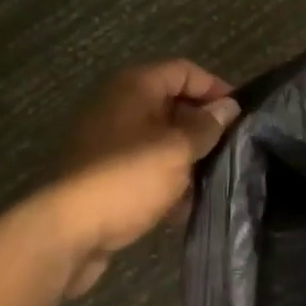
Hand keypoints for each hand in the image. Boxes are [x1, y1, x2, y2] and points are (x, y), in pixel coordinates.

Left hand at [45, 60, 239, 297]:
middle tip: (233, 148)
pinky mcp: (103, 175)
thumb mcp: (176, 150)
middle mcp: (119, 106)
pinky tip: (187, 204)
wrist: (64, 234)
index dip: (215, 88)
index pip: (184, 71)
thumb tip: (228, 107)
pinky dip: (166, 180)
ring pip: (160, 139)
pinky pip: (144, 167)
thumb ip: (206, 126)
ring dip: (187, 157)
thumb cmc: (126, 180)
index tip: (241, 114)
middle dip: (203, 126)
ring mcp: (108, 142)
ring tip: (216, 178)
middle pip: (172, 104)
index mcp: (133, 87)